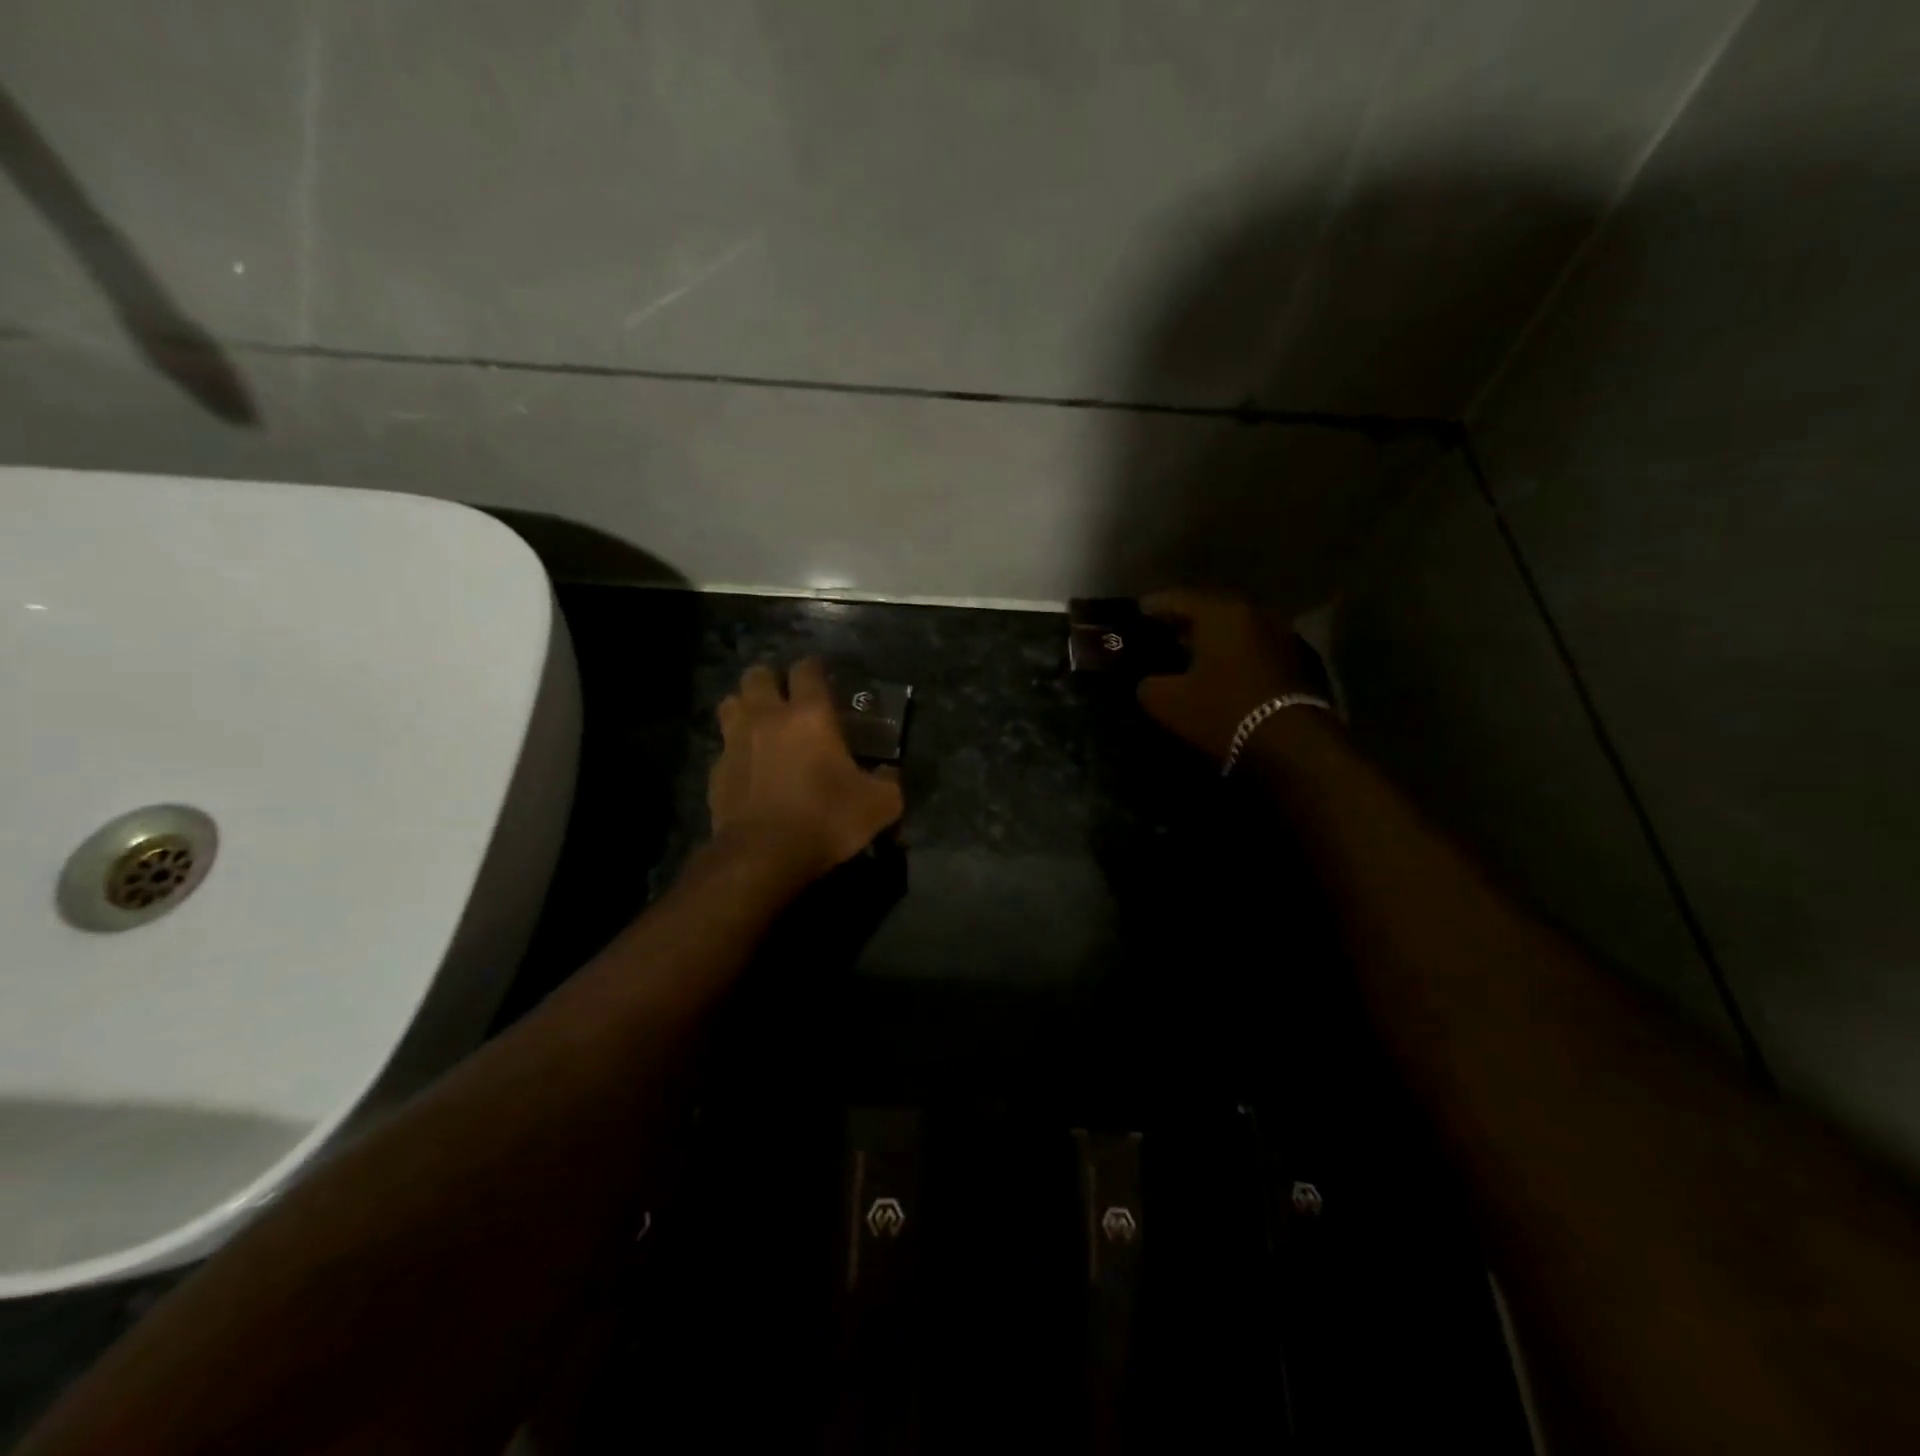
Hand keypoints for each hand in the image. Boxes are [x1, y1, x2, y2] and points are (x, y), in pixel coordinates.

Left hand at [708, 658, 903, 884]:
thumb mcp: (879, 804)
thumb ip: (889, 781)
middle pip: (757, 674)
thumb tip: (889, 774)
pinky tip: (749, 767)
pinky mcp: (716, 771)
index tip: (824, 678)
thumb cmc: (825, 819)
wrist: (763, 856)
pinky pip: (724, 746)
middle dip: (772, 679)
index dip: (815, 668)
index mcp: (809, 715)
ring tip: (761, 724)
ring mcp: (735, 742)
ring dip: (746, 706)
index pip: (807, 669)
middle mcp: (767, 717)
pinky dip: (736, 748)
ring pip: (731, 702)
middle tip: (788, 698)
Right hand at [1136, 590, 1322, 761]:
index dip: (1150, 608)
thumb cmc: (1223, 711)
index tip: (1134, 617)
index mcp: (1220, 612)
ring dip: (1211, 641)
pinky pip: (1252, 649)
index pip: (1175, 598)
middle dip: (1182, 623)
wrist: (1293, 745)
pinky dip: (1232, 656)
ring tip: (1187, 657)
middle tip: (1158, 636)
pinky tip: (1219, 674)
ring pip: (1233, 630)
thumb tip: (1148, 682)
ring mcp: (1281, 635)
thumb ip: (1147, 684)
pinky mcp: (1296, 661)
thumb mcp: (1166, 702)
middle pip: (1209, 610)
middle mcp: (1254, 612)